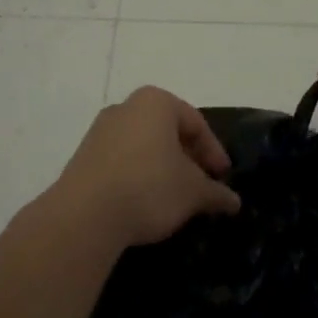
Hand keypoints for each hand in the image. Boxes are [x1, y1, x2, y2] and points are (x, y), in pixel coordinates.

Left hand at [51, 87, 241, 249]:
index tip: (223, 176)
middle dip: (187, 157)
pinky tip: (145, 201)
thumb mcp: (193, 192)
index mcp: (156, 102)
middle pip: (167, 131)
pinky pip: (122, 160)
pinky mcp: (83, 156)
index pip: (195, 123)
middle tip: (202, 184)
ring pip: (143, 145)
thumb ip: (216, 192)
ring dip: (162, 167)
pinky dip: (139, 175)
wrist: (85, 215)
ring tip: (175, 196)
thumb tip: (233, 201)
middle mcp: (126, 107)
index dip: (213, 151)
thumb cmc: (150, 187)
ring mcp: (100, 130)